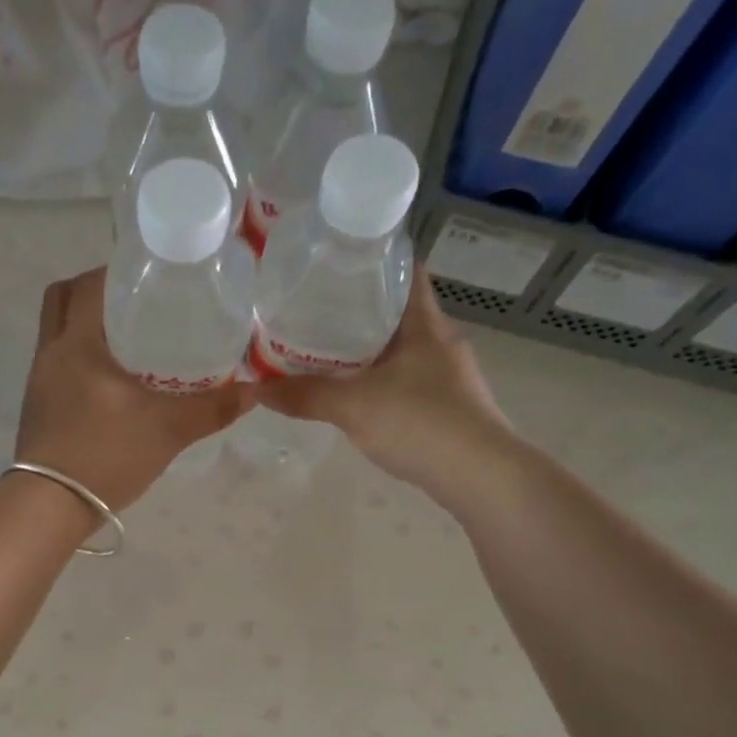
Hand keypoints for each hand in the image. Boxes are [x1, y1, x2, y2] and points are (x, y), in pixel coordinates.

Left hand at [14, 267, 254, 509]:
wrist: (50, 506)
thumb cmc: (106, 456)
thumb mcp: (167, 430)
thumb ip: (211, 409)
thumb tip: (253, 391)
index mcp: (76, 343)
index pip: (89, 284)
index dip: (117, 270)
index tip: (150, 275)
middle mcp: (50, 353)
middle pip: (62, 299)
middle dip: (95, 292)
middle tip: (135, 303)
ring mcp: (38, 381)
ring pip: (57, 333)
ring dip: (86, 327)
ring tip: (129, 340)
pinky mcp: (37, 407)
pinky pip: (57, 364)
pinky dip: (80, 359)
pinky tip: (111, 382)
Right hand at [259, 264, 513, 489]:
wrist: (480, 476)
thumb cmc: (421, 423)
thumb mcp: (354, 407)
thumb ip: (305, 396)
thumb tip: (256, 389)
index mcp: (424, 324)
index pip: (405, 271)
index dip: (374, 260)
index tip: (335, 262)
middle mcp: (440, 341)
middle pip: (396, 312)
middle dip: (357, 310)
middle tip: (312, 309)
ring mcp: (447, 376)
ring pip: (399, 350)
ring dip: (366, 350)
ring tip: (323, 351)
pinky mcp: (447, 406)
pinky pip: (405, 380)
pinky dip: (378, 380)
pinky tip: (353, 394)